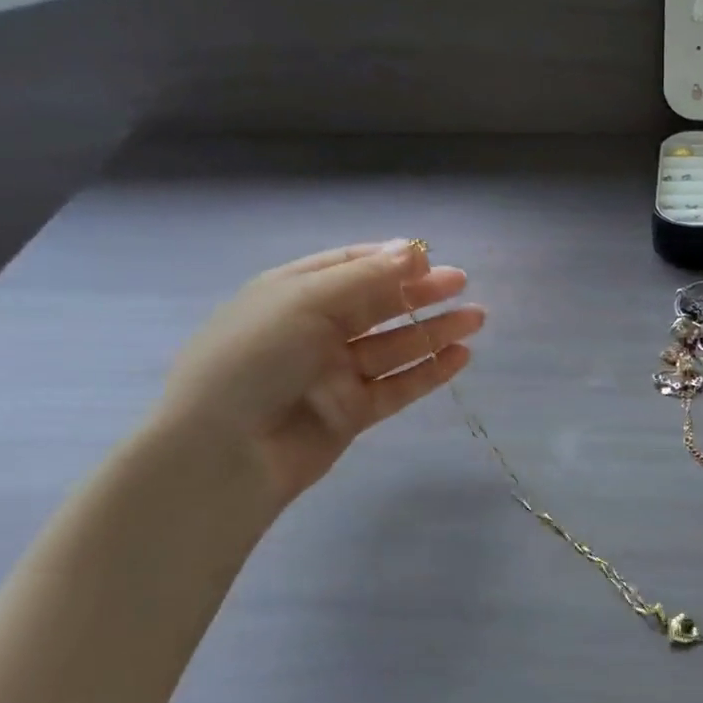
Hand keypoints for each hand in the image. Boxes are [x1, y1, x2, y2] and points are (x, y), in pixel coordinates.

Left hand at [156, 241, 483, 504]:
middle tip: (462, 283)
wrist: (226, 451)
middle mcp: (314, 330)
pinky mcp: (353, 412)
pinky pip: (398, 386)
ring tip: (476, 319)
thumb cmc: (255, 359)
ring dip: (434, 331)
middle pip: (377, 305)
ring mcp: (334, 373)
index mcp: (292, 293)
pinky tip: (461, 357)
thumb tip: (412, 251)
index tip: (429, 259)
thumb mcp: (304, 302)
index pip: (347, 266)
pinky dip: (429, 372)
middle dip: (419, 293)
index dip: (388, 260)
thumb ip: (365, 277)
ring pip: (394, 346)